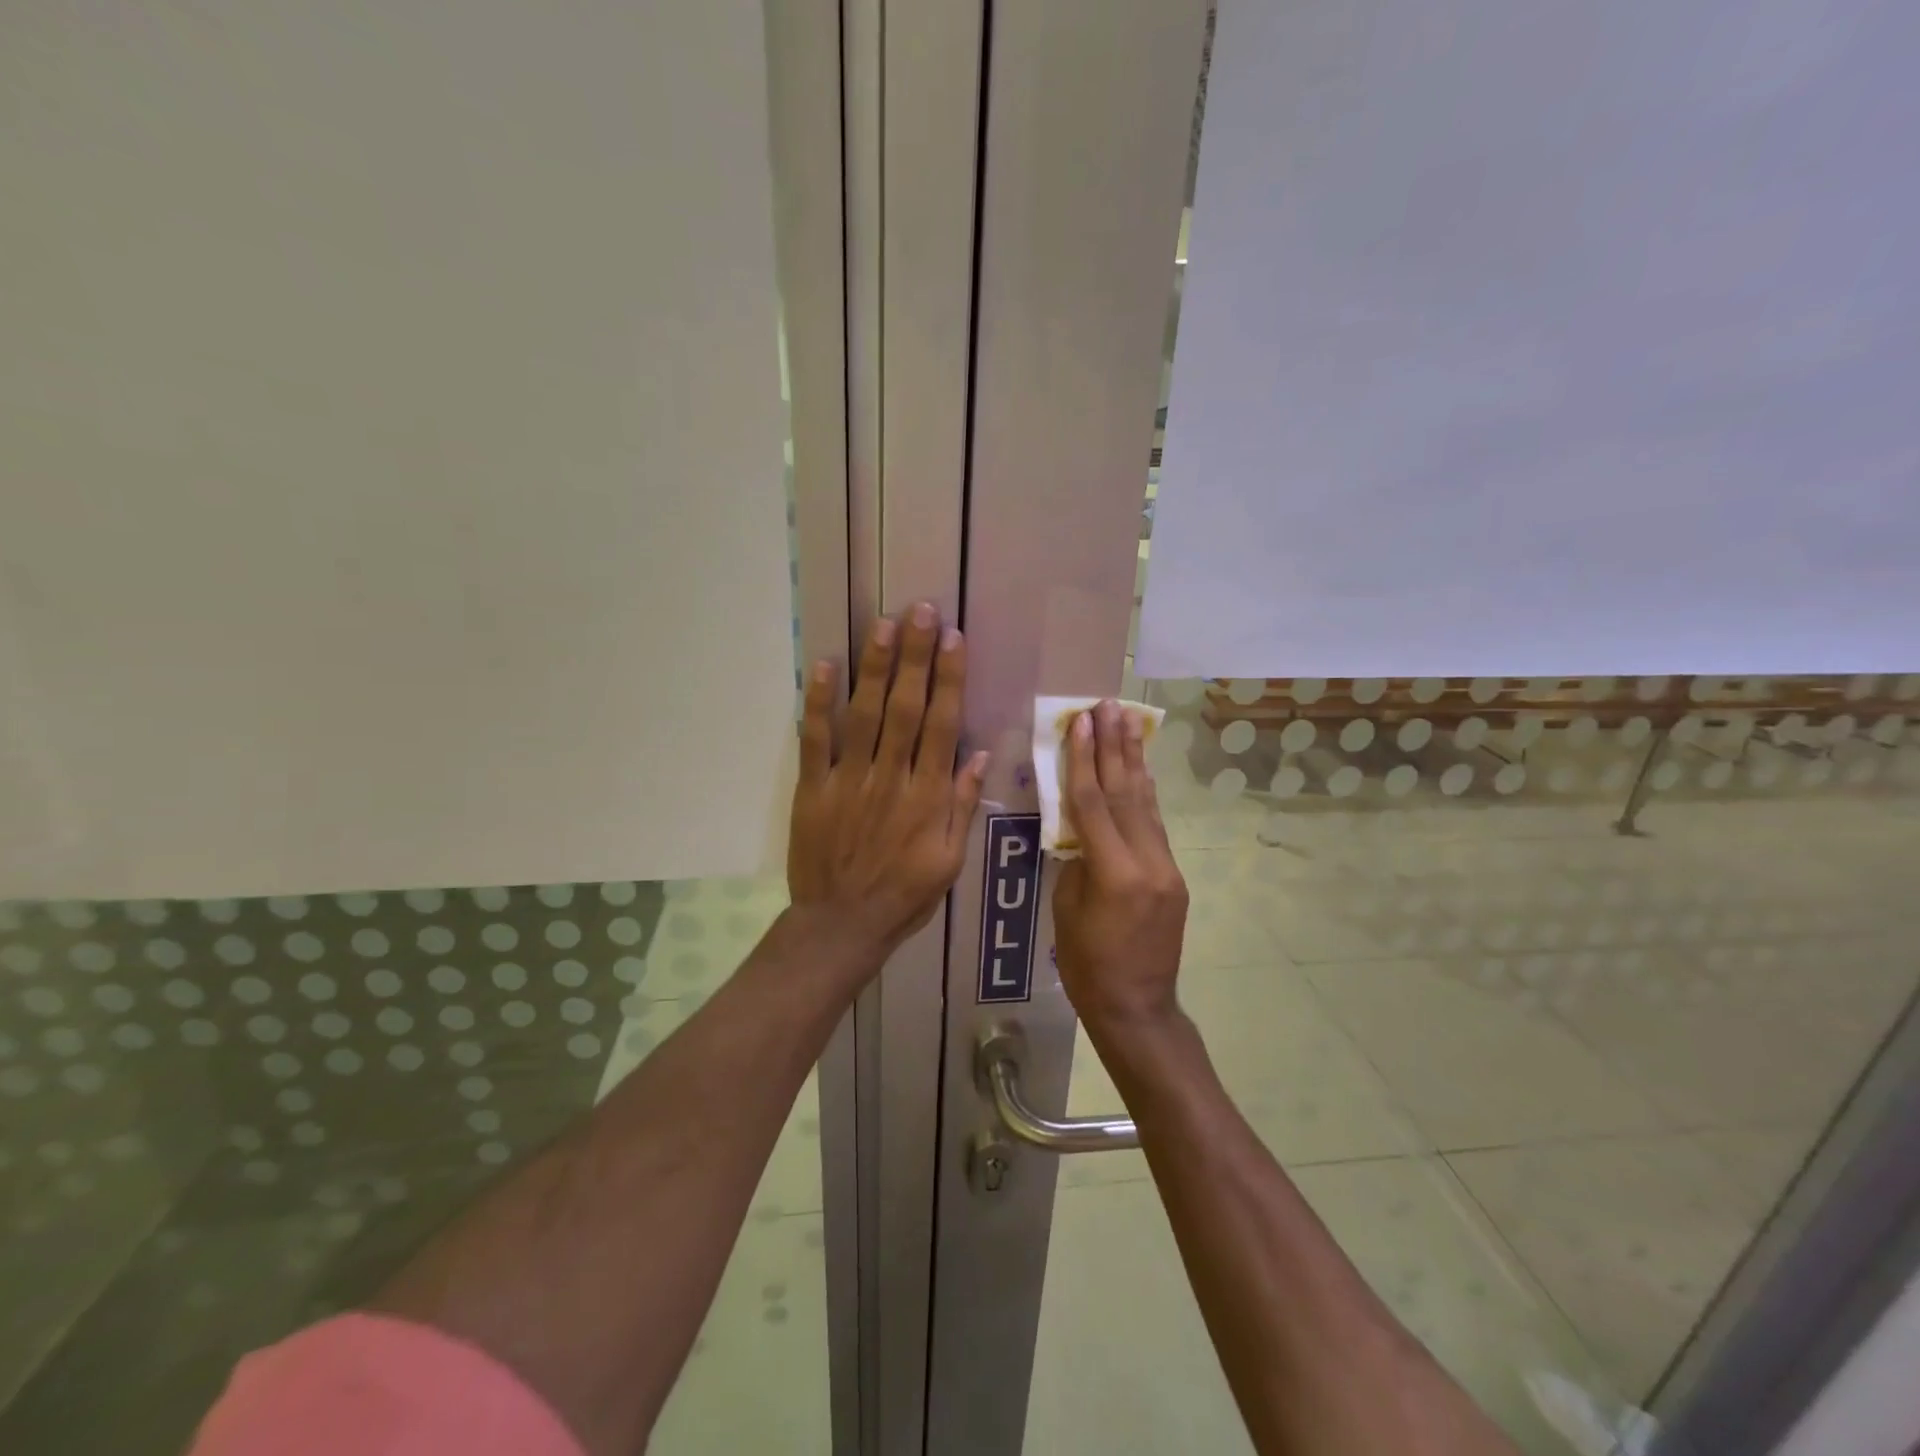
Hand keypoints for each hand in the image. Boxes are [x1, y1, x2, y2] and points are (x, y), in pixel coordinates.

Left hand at [787, 605, 987, 965]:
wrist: (841, 925)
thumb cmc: (904, 895)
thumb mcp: (950, 861)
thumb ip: (962, 805)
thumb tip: (978, 753)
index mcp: (928, 797)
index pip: (942, 725)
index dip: (949, 679)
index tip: (954, 639)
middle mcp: (891, 778)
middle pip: (905, 708)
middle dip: (915, 656)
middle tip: (921, 611)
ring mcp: (848, 780)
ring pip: (864, 714)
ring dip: (875, 667)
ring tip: (885, 624)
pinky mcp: (813, 788)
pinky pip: (814, 739)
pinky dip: (818, 702)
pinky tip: (825, 665)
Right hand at [1053, 699, 1188, 1028]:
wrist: (1137, 1007)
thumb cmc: (1087, 966)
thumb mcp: (1067, 909)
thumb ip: (1076, 860)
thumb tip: (1079, 826)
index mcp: (1114, 873)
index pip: (1093, 803)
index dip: (1084, 760)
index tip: (1081, 721)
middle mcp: (1148, 862)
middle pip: (1126, 793)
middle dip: (1115, 746)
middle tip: (1109, 705)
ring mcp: (1166, 867)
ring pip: (1146, 803)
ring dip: (1134, 760)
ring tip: (1128, 722)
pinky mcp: (1173, 875)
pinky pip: (1155, 825)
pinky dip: (1146, 793)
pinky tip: (1141, 769)